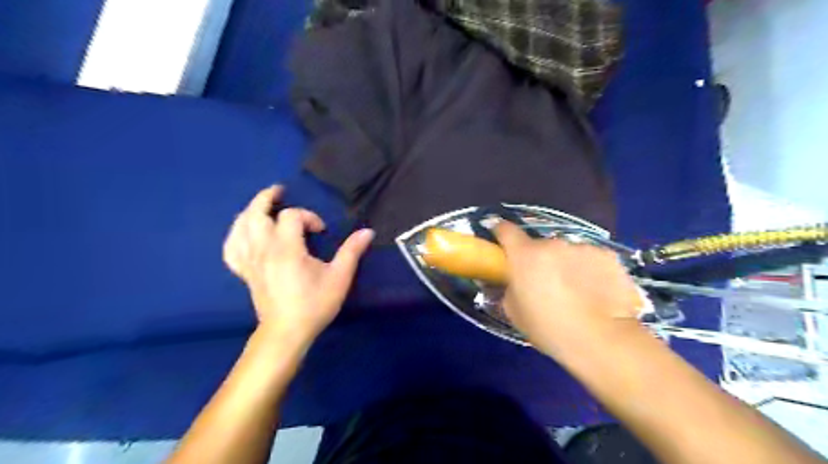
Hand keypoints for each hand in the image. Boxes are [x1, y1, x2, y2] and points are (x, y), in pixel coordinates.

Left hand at [221, 184, 374, 347]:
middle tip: (279, 190)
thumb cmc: (315, 304)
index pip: (292, 217)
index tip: (322, 231)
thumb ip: (352, 251)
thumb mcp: (339, 277)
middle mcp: (263, 250)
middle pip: (256, 213)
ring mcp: (250, 261)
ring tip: (261, 205)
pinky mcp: (244, 272)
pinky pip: (231, 248)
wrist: (287, 332)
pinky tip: (243, 232)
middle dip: (267, 198)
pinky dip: (235, 235)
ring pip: (240, 227)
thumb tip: (368, 232)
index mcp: (286, 249)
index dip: (309, 217)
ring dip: (250, 211)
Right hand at [493, 221, 642, 355]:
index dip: (501, 231)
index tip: (500, 237)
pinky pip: (592, 259)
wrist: (601, 340)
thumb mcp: (514, 312)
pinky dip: (591, 270)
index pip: (506, 230)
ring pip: (568, 252)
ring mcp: (582, 247)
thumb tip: (514, 282)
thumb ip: (510, 289)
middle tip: (546, 282)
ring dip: (567, 264)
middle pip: (540, 246)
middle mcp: (552, 244)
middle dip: (540, 259)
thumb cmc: (549, 328)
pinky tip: (597, 291)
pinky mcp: (608, 256)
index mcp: (525, 255)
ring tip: (576, 290)